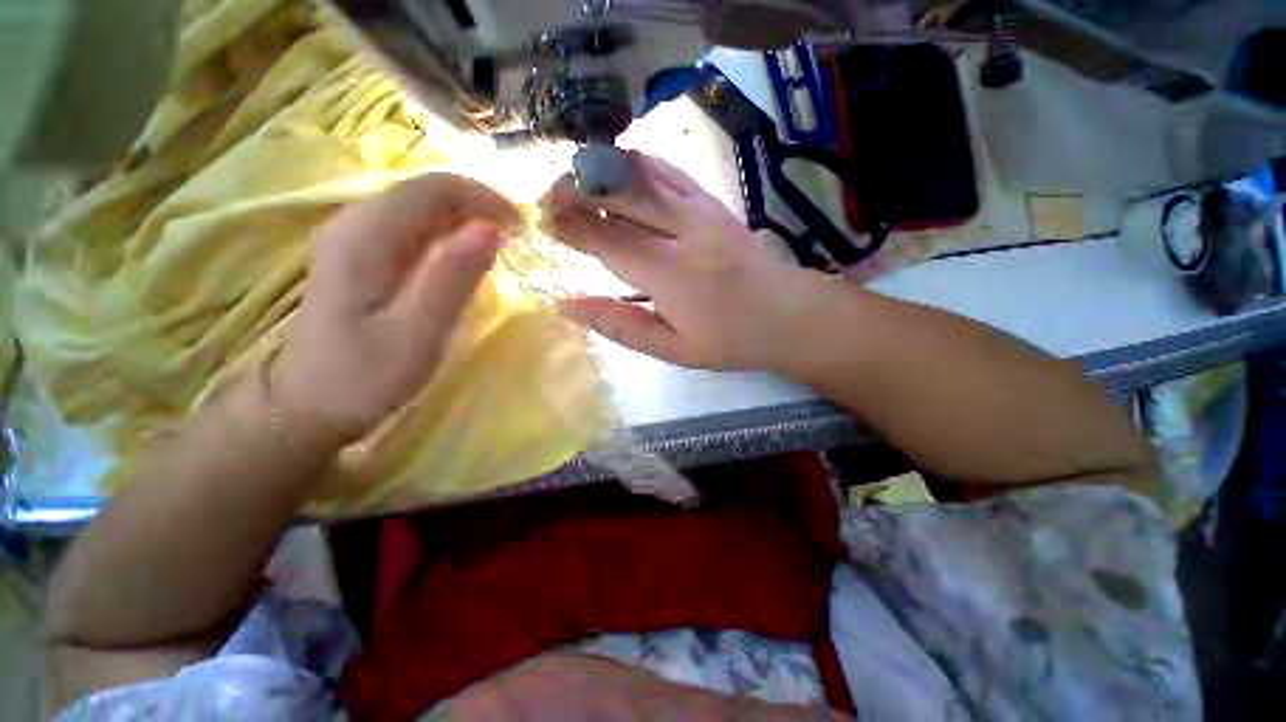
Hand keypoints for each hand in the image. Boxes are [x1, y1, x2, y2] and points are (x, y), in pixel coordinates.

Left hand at [275, 174, 520, 437]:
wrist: (307, 405)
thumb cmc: (364, 376)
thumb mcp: (417, 333)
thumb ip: (453, 277)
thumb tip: (491, 230)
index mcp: (365, 237)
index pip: (432, 188)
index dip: (483, 197)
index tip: (521, 225)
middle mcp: (354, 223)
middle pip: (425, 191)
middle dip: (478, 206)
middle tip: (516, 239)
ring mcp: (353, 237)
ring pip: (420, 207)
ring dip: (465, 219)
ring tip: (500, 247)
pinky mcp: (360, 255)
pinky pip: (412, 227)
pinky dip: (447, 235)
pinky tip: (465, 259)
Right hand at [543, 152, 819, 369]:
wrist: (788, 315)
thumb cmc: (729, 340)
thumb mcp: (671, 349)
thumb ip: (619, 325)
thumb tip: (567, 305)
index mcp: (668, 274)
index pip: (605, 239)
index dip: (570, 226)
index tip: (544, 221)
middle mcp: (682, 231)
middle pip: (619, 194)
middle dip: (577, 189)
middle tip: (551, 196)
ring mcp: (701, 209)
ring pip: (642, 172)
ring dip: (603, 172)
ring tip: (577, 181)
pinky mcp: (713, 201)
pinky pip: (668, 170)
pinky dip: (637, 165)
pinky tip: (620, 173)